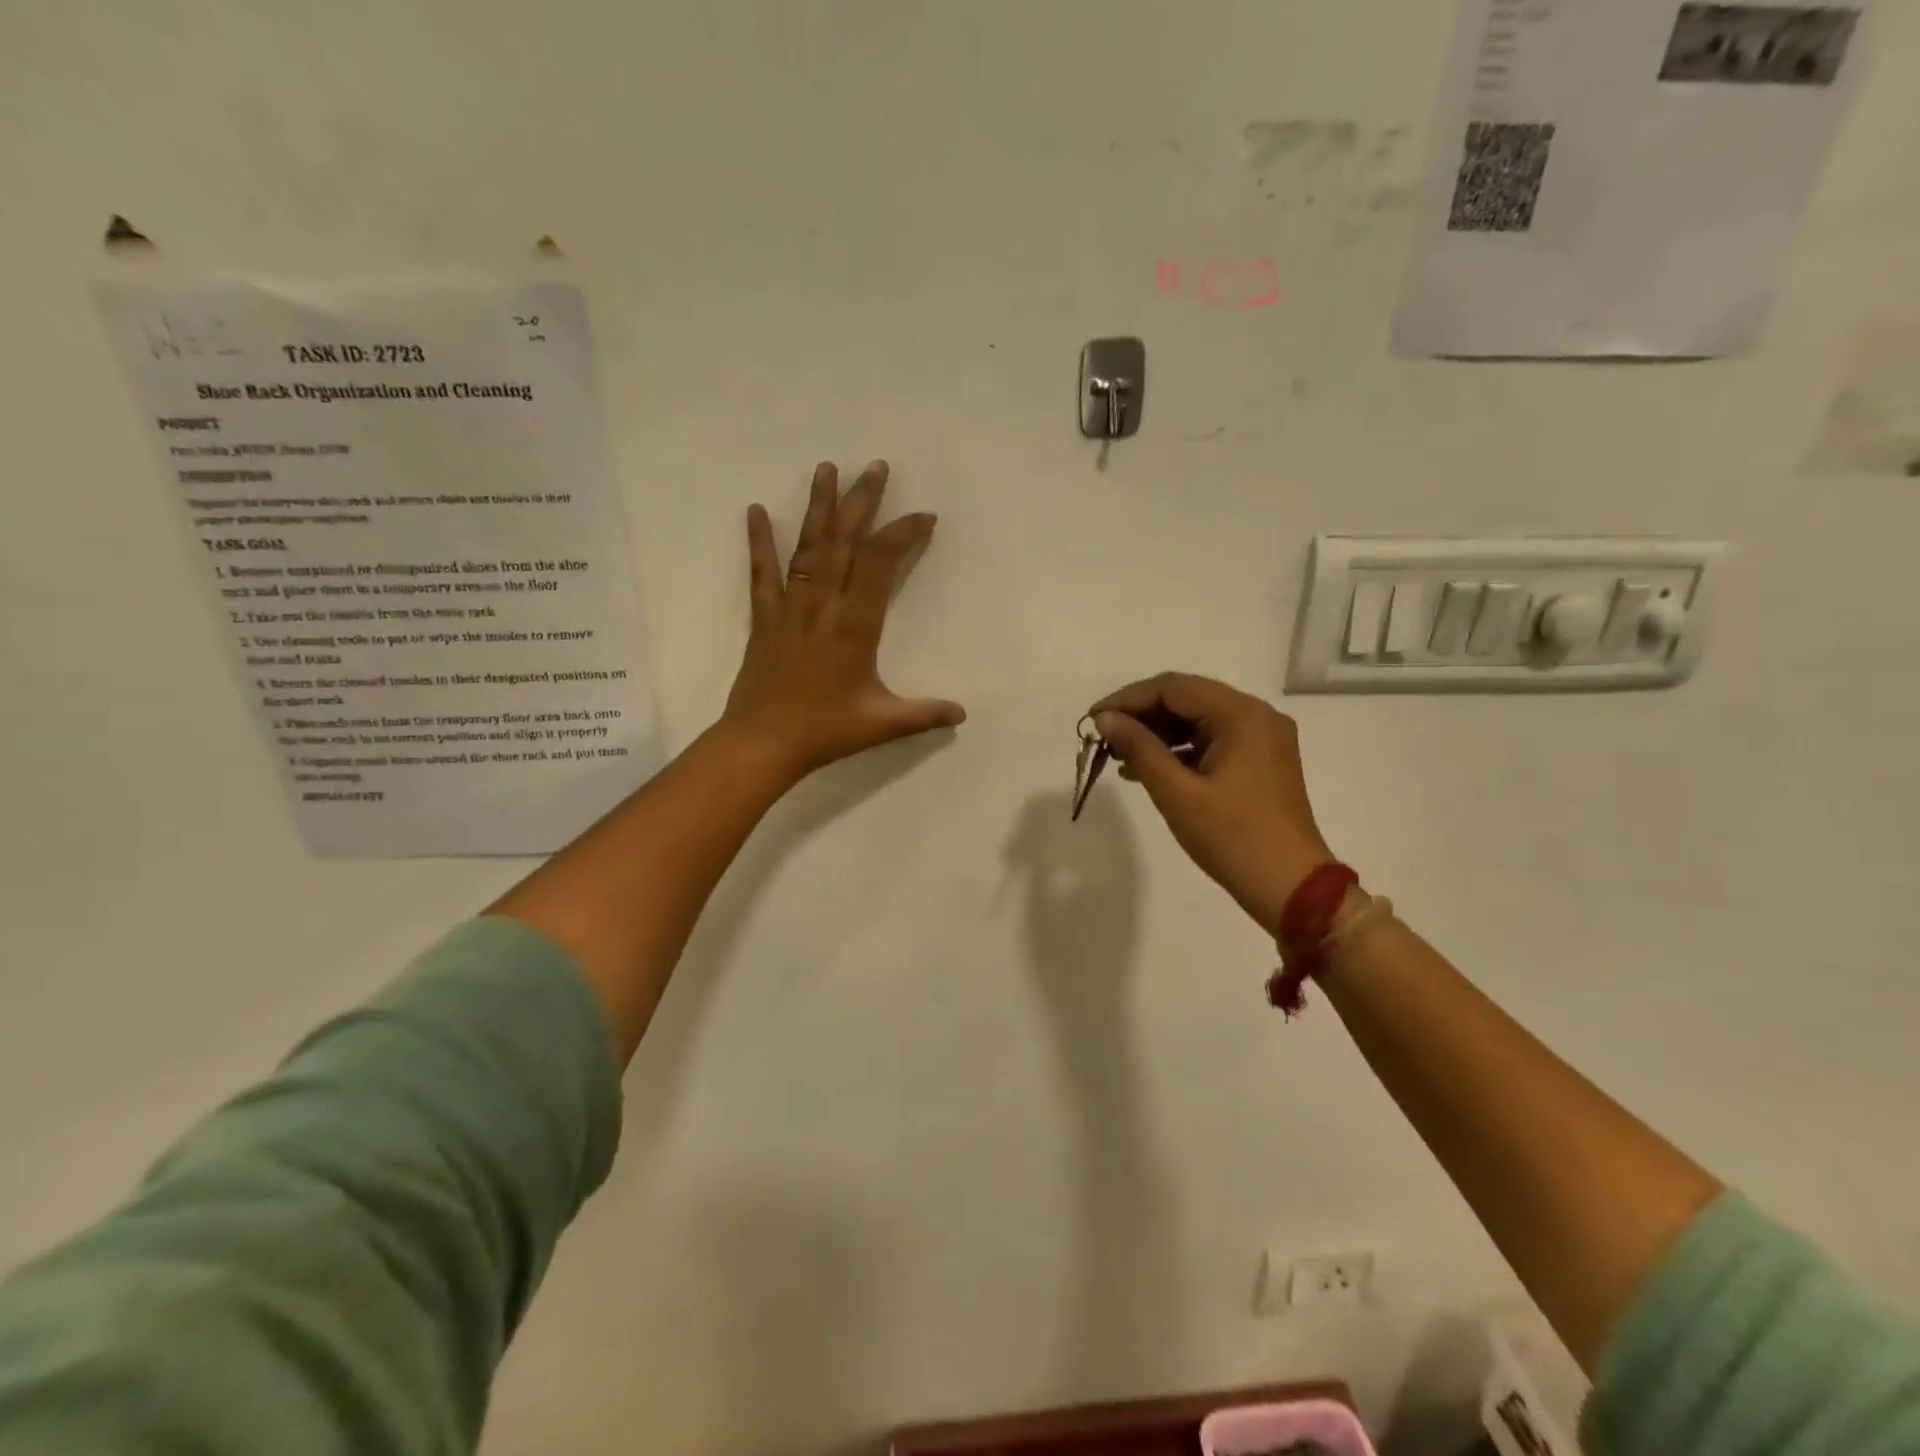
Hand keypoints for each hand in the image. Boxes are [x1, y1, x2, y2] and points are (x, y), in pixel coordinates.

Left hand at [719, 460, 964, 781]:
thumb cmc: (824, 731)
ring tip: (827, 468)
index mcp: (854, 625)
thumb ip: (924, 714)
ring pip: (807, 547)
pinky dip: (760, 541)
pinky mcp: (765, 618)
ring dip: (819, 507)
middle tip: (875, 466)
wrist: (761, 742)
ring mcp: (789, 608)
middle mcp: (822, 605)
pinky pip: (762, 573)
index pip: (880, 563)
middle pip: (843, 541)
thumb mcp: (881, 724)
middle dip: (862, 501)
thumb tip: (962, 714)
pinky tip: (758, 510)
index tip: (924, 516)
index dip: (902, 533)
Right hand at [1089, 673, 1332, 938]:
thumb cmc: (1232, 838)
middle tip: (1104, 738)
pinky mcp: (1261, 760)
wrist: (1290, 887)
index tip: (1094, 720)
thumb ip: (1139, 748)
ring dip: (1158, 733)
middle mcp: (1256, 715)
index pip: (1173, 688)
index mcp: (1242, 715)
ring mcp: (1262, 737)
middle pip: (1187, 698)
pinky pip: (1212, 740)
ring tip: (1119, 755)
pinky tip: (1147, 769)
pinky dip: (1179, 749)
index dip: (1128, 699)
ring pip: (1198, 719)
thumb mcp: (1177, 793)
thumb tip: (1105, 719)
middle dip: (1142, 715)